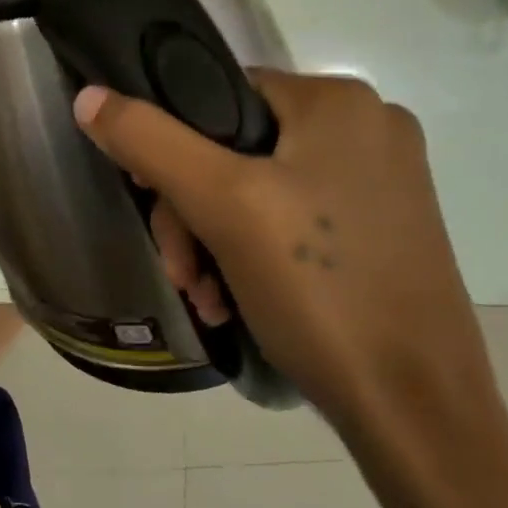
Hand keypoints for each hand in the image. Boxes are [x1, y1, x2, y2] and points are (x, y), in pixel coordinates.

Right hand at [74, 71, 507, 507]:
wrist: (417, 413)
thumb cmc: (319, 290)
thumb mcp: (220, 204)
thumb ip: (149, 140)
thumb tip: (89, 96)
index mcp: (340, 102)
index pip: (217, 93)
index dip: (170, 143)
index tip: (150, 199)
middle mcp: (369, 129)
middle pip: (234, 149)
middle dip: (191, 212)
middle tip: (182, 272)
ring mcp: (381, 183)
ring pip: (256, 190)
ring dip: (213, 242)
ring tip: (205, 297)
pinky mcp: (383, 231)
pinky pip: (290, 221)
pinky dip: (252, 256)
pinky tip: (234, 301)